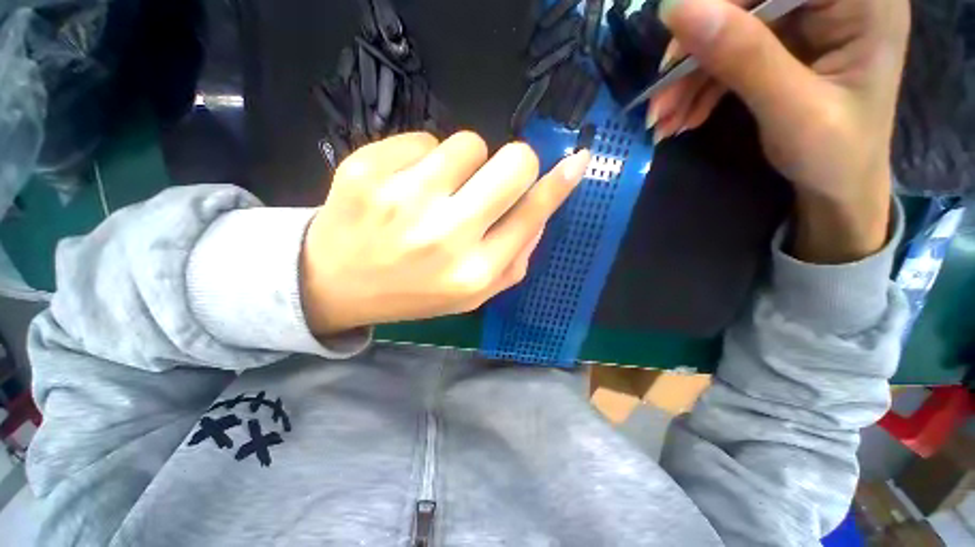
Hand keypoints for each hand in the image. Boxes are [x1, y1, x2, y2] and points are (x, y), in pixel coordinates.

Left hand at [301, 132, 590, 334]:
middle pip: (513, 162)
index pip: (532, 212)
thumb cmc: (413, 290)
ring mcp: (404, 198)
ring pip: (468, 143)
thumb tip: (541, 210)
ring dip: (462, 163)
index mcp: (475, 271)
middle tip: (488, 180)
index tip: (576, 162)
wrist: (337, 284)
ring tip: (436, 191)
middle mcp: (446, 234)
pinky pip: (422, 138)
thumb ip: (515, 257)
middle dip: (513, 164)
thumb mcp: (472, 293)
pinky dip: (421, 158)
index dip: (558, 184)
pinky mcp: (367, 171)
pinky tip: (402, 187)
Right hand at [650, 0, 909, 262]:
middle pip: (744, 2)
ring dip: (688, 78)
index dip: (718, 6)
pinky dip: (699, 86)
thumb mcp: (794, 111)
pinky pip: (728, 51)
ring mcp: (806, 17)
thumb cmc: (836, 157)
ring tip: (664, 123)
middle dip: (695, 53)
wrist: (839, 187)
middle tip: (659, 106)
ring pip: (728, 28)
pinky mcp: (782, 40)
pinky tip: (682, 117)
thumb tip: (676, 7)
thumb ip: (744, 57)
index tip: (673, 60)